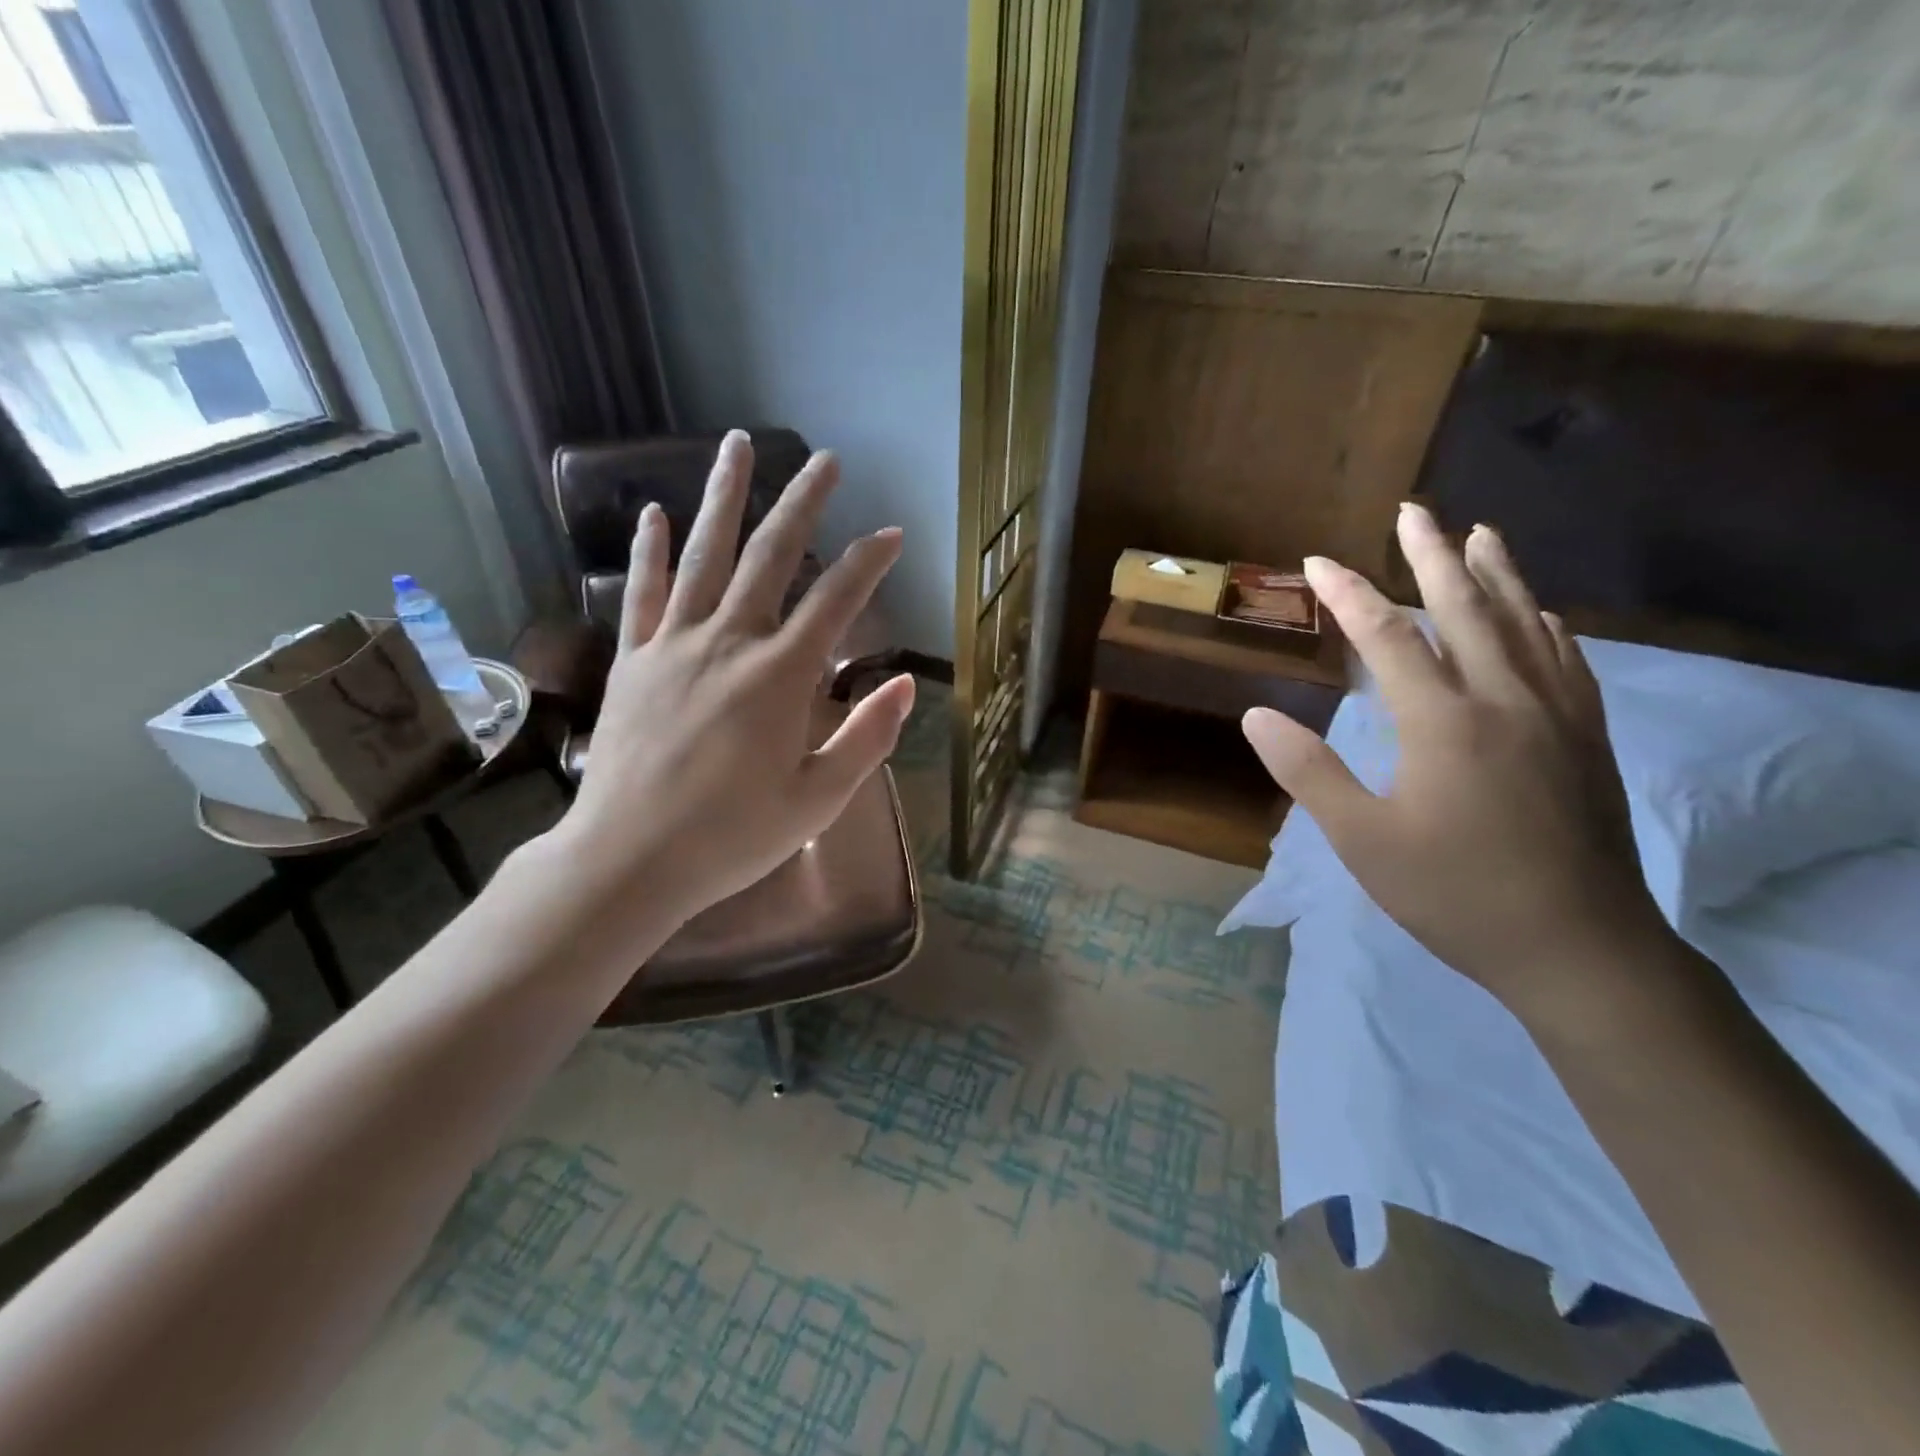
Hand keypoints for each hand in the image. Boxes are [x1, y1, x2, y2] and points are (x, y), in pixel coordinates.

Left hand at [556, 429, 913, 927]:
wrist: (630, 860)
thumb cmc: (733, 837)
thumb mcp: (818, 799)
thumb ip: (866, 737)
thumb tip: (903, 683)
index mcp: (780, 677)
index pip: (836, 601)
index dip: (869, 562)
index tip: (892, 533)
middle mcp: (729, 643)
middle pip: (770, 556)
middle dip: (803, 503)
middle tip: (825, 460)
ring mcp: (674, 645)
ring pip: (704, 555)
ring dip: (725, 497)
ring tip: (738, 445)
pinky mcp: (633, 660)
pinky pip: (643, 593)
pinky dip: (650, 550)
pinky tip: (656, 514)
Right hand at [1242, 502, 1670, 1022]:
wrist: (1579, 949)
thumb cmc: (1455, 894)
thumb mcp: (1362, 840)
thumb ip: (1308, 771)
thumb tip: (1256, 716)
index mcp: (1444, 722)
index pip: (1388, 637)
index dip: (1349, 595)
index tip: (1318, 563)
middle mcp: (1504, 701)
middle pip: (1467, 609)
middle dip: (1433, 556)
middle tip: (1415, 511)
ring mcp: (1555, 717)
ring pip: (1525, 625)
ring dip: (1498, 574)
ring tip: (1479, 534)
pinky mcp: (1586, 739)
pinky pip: (1566, 662)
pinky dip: (1545, 625)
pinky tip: (1540, 613)